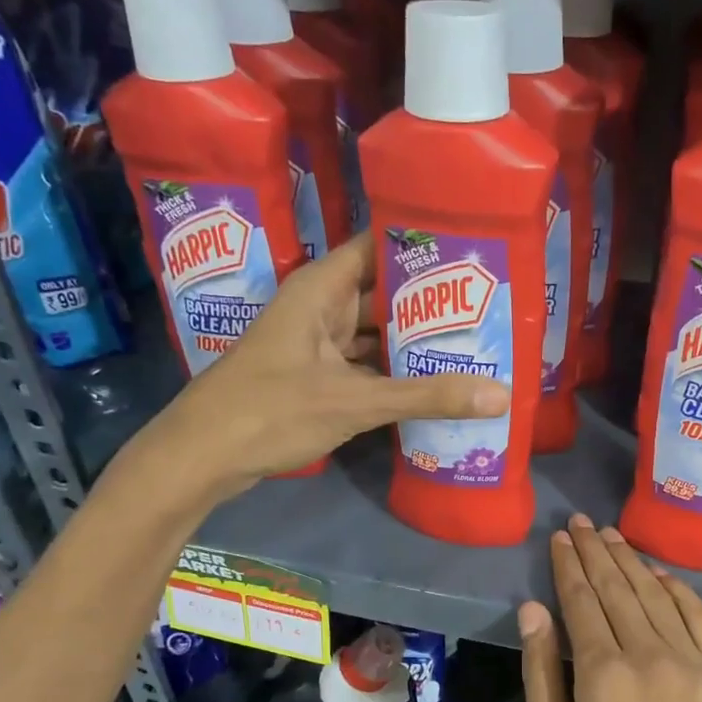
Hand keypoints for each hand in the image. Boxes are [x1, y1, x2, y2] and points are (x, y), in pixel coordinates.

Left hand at [122, 232, 507, 510]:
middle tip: (488, 303)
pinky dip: (392, 371)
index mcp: (320, 288)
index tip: (472, 250)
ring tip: (470, 340)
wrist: (201, 456)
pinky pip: (363, 363)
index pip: (378, 246)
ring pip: (374, 331)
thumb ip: (425, 397)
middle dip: (429, 300)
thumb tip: (499, 395)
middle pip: (382, 291)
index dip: (422, 245)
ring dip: (413, 339)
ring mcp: (315, 343)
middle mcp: (318, 307)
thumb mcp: (354, 402)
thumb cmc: (270, 411)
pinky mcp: (314, 377)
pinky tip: (430, 382)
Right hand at [519, 515, 701, 701]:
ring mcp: (696, 667)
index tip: (560, 538)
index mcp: (604, 675)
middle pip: (619, 588)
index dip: (568, 566)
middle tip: (583, 523)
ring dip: (634, 562)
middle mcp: (652, 657)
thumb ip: (541, 677)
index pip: (582, 601)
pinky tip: (662, 575)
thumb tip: (534, 610)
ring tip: (614, 537)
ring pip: (659, 596)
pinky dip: (680, 591)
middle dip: (597, 551)